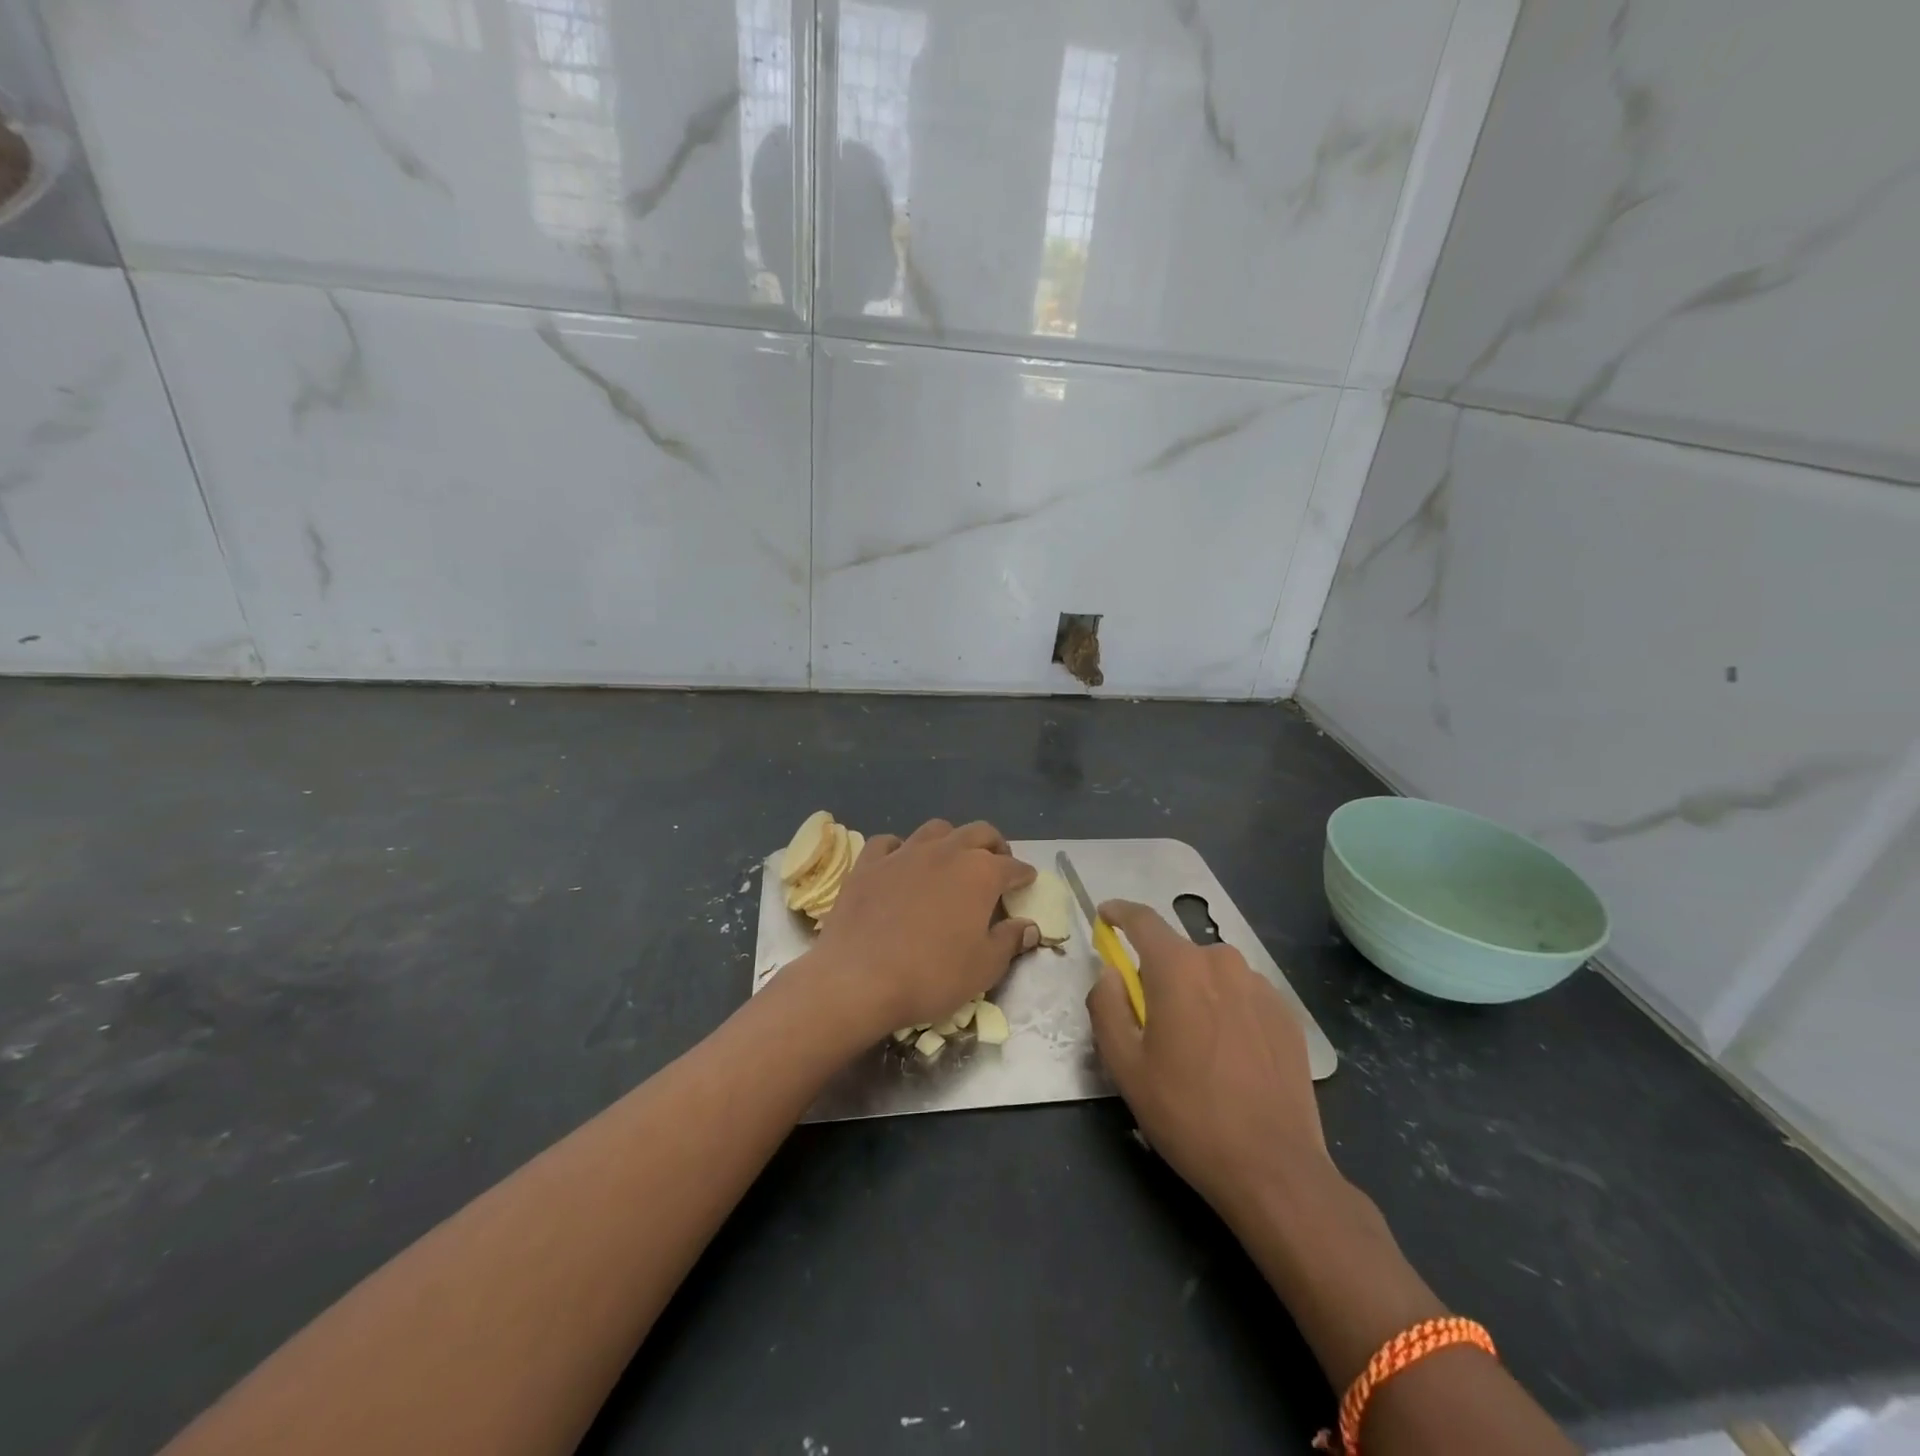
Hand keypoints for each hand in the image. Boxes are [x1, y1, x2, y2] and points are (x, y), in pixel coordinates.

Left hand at [808, 819, 1038, 1039]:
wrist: (858, 979)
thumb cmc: (931, 976)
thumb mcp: (983, 968)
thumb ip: (1009, 941)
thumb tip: (1028, 927)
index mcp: (980, 873)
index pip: (1012, 866)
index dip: (1023, 874)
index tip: (1027, 882)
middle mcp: (946, 852)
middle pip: (978, 833)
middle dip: (993, 845)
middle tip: (996, 863)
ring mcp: (904, 853)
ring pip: (936, 829)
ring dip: (951, 840)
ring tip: (952, 858)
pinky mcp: (869, 863)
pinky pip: (889, 842)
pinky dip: (901, 848)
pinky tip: (901, 863)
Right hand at [1086, 900, 1332, 1219]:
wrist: (1275, 1169)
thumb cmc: (1188, 1114)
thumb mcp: (1125, 1066)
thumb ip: (1106, 1007)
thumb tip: (1110, 975)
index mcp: (1179, 968)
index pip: (1142, 920)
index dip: (1119, 913)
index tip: (1106, 917)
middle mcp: (1222, 962)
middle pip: (1178, 953)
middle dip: (1157, 973)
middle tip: (1148, 1019)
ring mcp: (1261, 987)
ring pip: (1212, 975)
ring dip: (1195, 993)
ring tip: (1193, 1045)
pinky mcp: (1287, 1014)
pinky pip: (1242, 996)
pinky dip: (1226, 1010)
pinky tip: (1228, 1056)